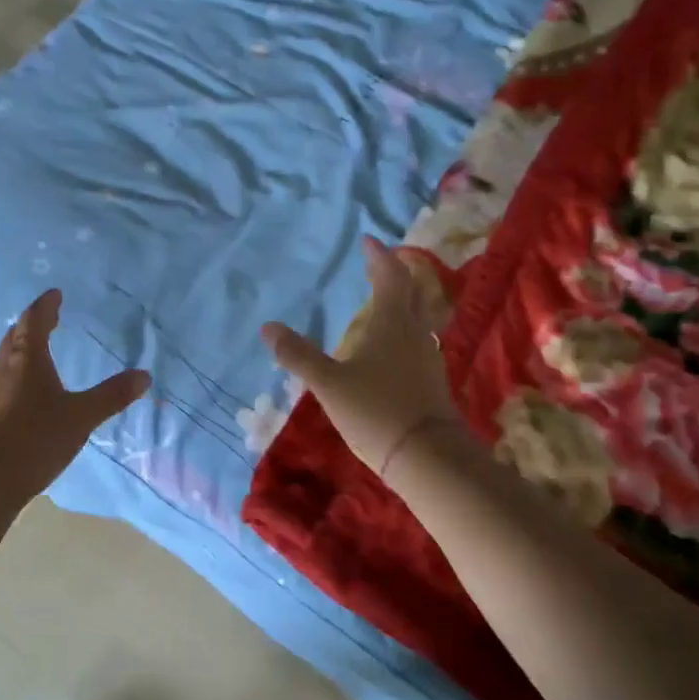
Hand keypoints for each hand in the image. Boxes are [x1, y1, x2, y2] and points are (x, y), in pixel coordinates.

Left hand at [0, 289, 150, 485]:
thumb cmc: (36, 438)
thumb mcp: (81, 416)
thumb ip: (111, 395)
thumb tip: (144, 376)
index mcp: (27, 359)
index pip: (34, 321)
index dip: (45, 306)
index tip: (54, 294)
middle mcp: (2, 368)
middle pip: (14, 336)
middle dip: (30, 325)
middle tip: (46, 319)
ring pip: (2, 359)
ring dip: (17, 349)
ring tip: (32, 352)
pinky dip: (10, 375)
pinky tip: (17, 393)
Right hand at [261, 237, 461, 475]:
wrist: (429, 459)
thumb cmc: (376, 411)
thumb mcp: (329, 384)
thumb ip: (298, 356)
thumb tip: (267, 327)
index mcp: (392, 324)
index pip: (390, 277)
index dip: (380, 257)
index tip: (369, 241)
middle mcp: (414, 334)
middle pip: (412, 293)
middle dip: (396, 275)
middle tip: (379, 266)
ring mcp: (427, 359)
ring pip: (418, 319)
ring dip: (402, 304)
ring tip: (381, 304)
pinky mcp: (431, 382)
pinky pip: (417, 343)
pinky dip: (403, 332)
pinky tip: (390, 349)